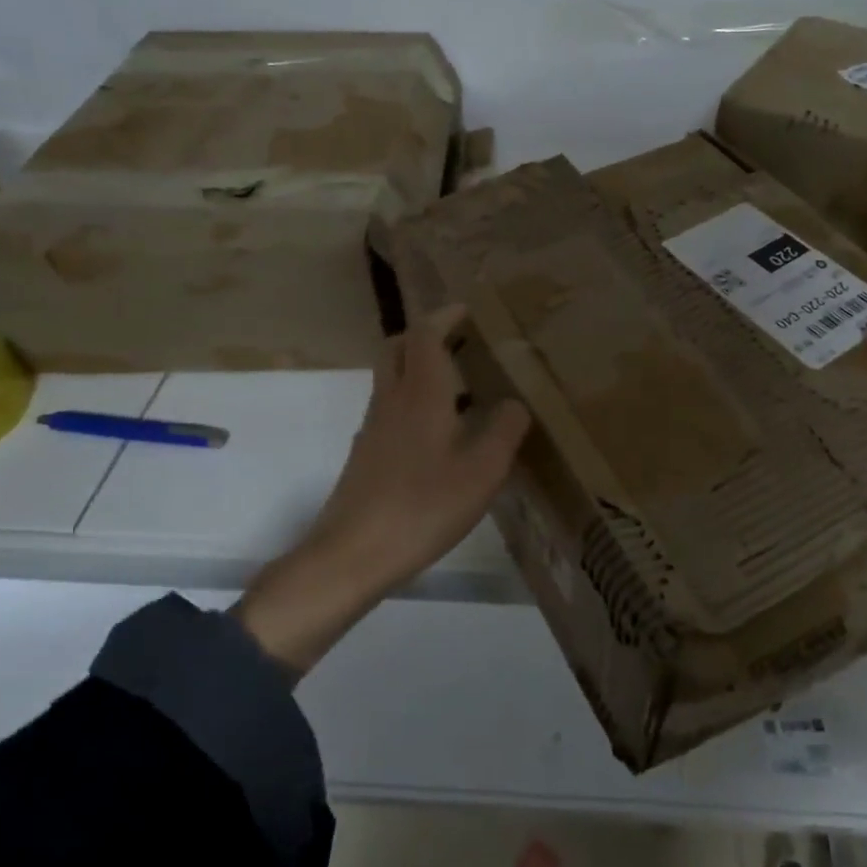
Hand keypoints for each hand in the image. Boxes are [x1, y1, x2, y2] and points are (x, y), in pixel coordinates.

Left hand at [234, 305, 531, 671]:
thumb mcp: (482, 472)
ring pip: (391, 380)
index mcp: (420, 394)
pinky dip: (414, 403)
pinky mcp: (366, 455)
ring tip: (461, 390)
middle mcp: (390, 402)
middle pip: (397, 349)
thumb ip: (504, 432)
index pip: (424, 336)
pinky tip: (440, 436)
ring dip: (419, 370)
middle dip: (424, 336)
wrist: (352, 555)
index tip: (466, 311)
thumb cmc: (423, 507)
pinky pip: (390, 411)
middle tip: (458, 343)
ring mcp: (372, 429)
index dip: (444, 316)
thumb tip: (514, 404)